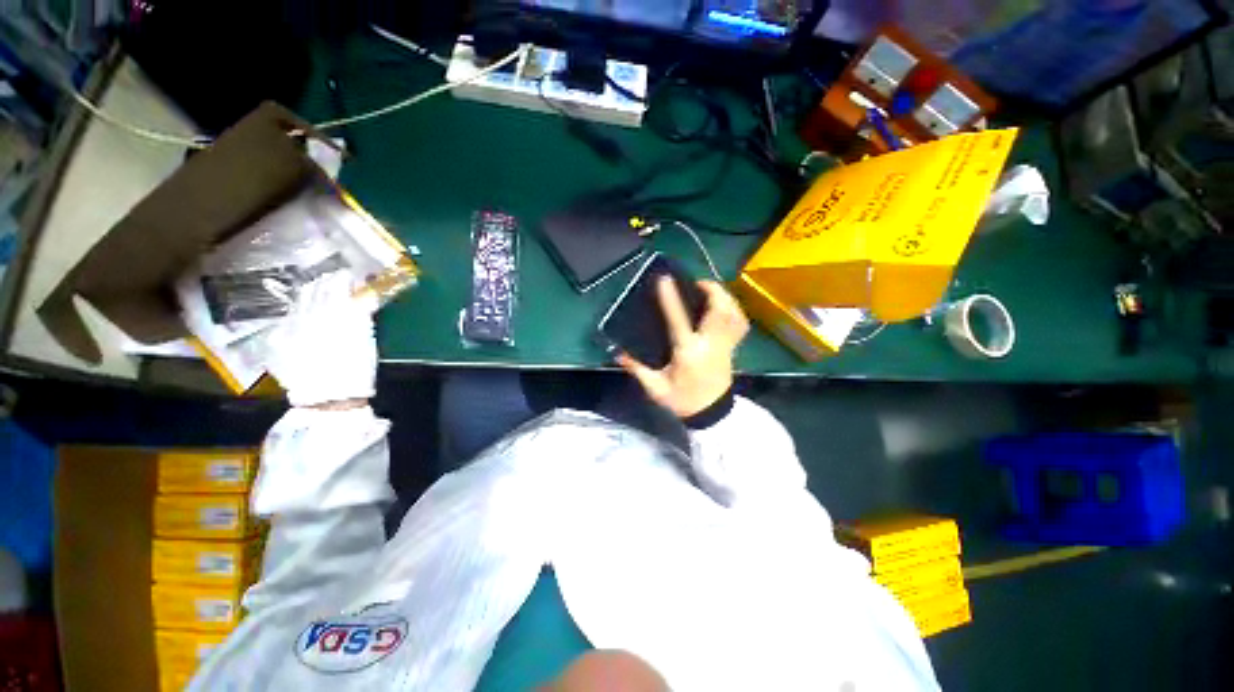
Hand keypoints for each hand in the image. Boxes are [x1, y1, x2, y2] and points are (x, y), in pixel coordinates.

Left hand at [264, 272, 378, 407]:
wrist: (328, 399)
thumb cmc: (357, 369)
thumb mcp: (367, 338)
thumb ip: (361, 313)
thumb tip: (362, 296)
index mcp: (338, 313)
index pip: (339, 284)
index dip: (346, 278)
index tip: (354, 277)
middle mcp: (310, 314)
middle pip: (317, 287)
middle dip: (328, 282)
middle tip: (338, 280)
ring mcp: (290, 325)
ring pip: (300, 299)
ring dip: (312, 293)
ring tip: (321, 292)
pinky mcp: (277, 338)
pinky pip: (288, 315)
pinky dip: (299, 311)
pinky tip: (305, 316)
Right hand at [617, 277, 749, 417]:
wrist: (712, 415)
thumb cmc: (683, 401)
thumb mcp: (656, 388)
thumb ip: (637, 369)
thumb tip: (617, 353)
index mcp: (688, 352)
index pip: (679, 321)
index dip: (670, 298)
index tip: (664, 279)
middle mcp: (710, 345)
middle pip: (719, 311)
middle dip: (712, 290)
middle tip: (697, 282)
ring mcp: (725, 345)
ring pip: (733, 314)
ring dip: (725, 297)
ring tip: (711, 290)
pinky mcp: (732, 348)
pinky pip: (740, 324)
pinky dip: (735, 310)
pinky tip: (725, 306)